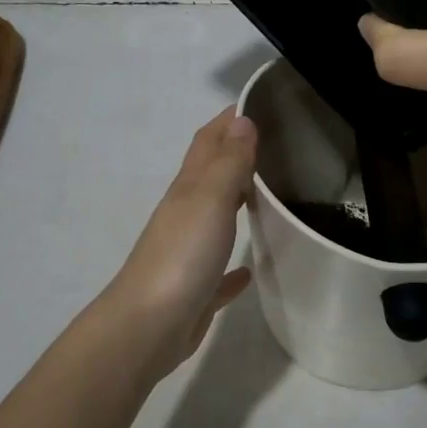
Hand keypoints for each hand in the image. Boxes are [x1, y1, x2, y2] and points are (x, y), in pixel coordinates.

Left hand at [98, 106, 256, 377]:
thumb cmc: (182, 255)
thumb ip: (229, 161)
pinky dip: (233, 265)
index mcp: (189, 188)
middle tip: (279, 144)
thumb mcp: (210, 199)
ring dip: (237, 202)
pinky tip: (249, 268)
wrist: (148, 326)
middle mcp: (186, 213)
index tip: (260, 101)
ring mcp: (189, 251)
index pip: (209, 140)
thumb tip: (242, 119)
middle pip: (212, 174)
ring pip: (216, 217)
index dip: (230, 118)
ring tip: (273, 194)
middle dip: (238, 154)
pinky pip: (218, 269)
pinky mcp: (196, 288)